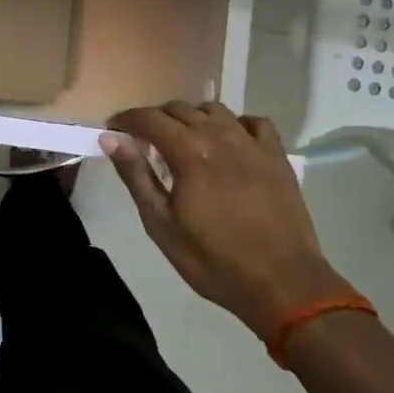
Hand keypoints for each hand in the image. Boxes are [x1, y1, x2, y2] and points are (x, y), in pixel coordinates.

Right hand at [102, 103, 354, 335]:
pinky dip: (234, 124)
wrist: (282, 283)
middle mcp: (219, 135)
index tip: (113, 128)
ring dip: (192, 118)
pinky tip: (229, 142)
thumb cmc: (213, 259)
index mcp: (188, 151)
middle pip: (179, 109)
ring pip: (215, 110)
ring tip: (183, 140)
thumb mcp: (161, 224)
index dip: (127, 119)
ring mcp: (252, 143)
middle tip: (144, 140)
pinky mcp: (277, 156)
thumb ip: (136, 176)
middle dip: (156, 118)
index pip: (149, 118)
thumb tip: (111, 139)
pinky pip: (253, 122)